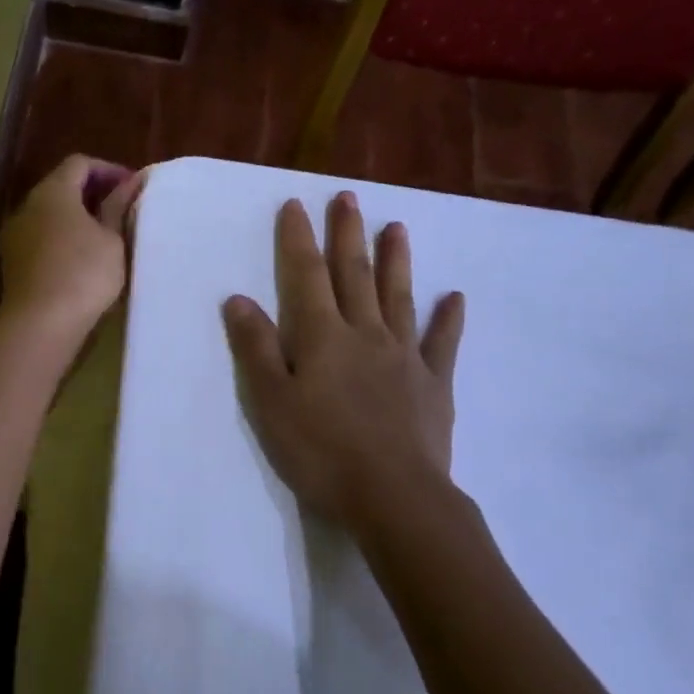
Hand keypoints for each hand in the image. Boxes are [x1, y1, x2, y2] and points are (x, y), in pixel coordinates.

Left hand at [0, 155, 145, 345]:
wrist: (40, 324)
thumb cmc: (84, 274)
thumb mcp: (112, 239)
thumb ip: (118, 207)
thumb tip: (130, 183)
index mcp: (53, 192)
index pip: (79, 163)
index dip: (108, 170)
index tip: (131, 188)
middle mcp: (28, 206)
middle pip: (61, 187)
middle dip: (92, 193)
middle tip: (122, 210)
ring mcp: (16, 235)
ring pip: (50, 215)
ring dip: (77, 219)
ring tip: (106, 237)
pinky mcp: (14, 262)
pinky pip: (42, 238)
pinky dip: (63, 239)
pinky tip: (83, 260)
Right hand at [222, 191, 463, 526]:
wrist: (393, 496)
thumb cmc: (322, 451)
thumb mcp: (272, 402)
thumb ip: (256, 348)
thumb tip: (238, 299)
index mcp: (323, 337)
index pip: (306, 276)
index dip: (299, 239)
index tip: (296, 204)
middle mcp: (365, 334)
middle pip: (354, 275)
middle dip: (348, 234)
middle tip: (348, 197)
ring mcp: (404, 356)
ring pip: (398, 297)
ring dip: (396, 260)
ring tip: (397, 226)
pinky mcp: (433, 384)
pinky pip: (442, 343)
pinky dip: (448, 319)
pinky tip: (455, 297)